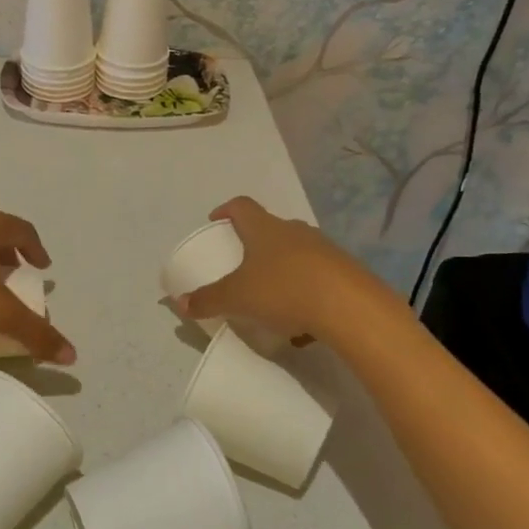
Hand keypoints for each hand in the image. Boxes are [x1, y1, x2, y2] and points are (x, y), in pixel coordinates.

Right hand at [178, 197, 376, 342]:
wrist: (349, 306)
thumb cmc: (283, 290)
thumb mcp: (237, 298)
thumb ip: (208, 300)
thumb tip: (180, 303)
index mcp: (264, 229)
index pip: (242, 206)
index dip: (226, 210)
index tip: (216, 221)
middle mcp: (295, 231)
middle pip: (271, 228)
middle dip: (255, 244)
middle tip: (242, 263)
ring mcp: (324, 249)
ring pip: (296, 253)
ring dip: (282, 269)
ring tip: (271, 298)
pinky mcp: (346, 271)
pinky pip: (317, 277)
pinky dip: (305, 292)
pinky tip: (301, 322)